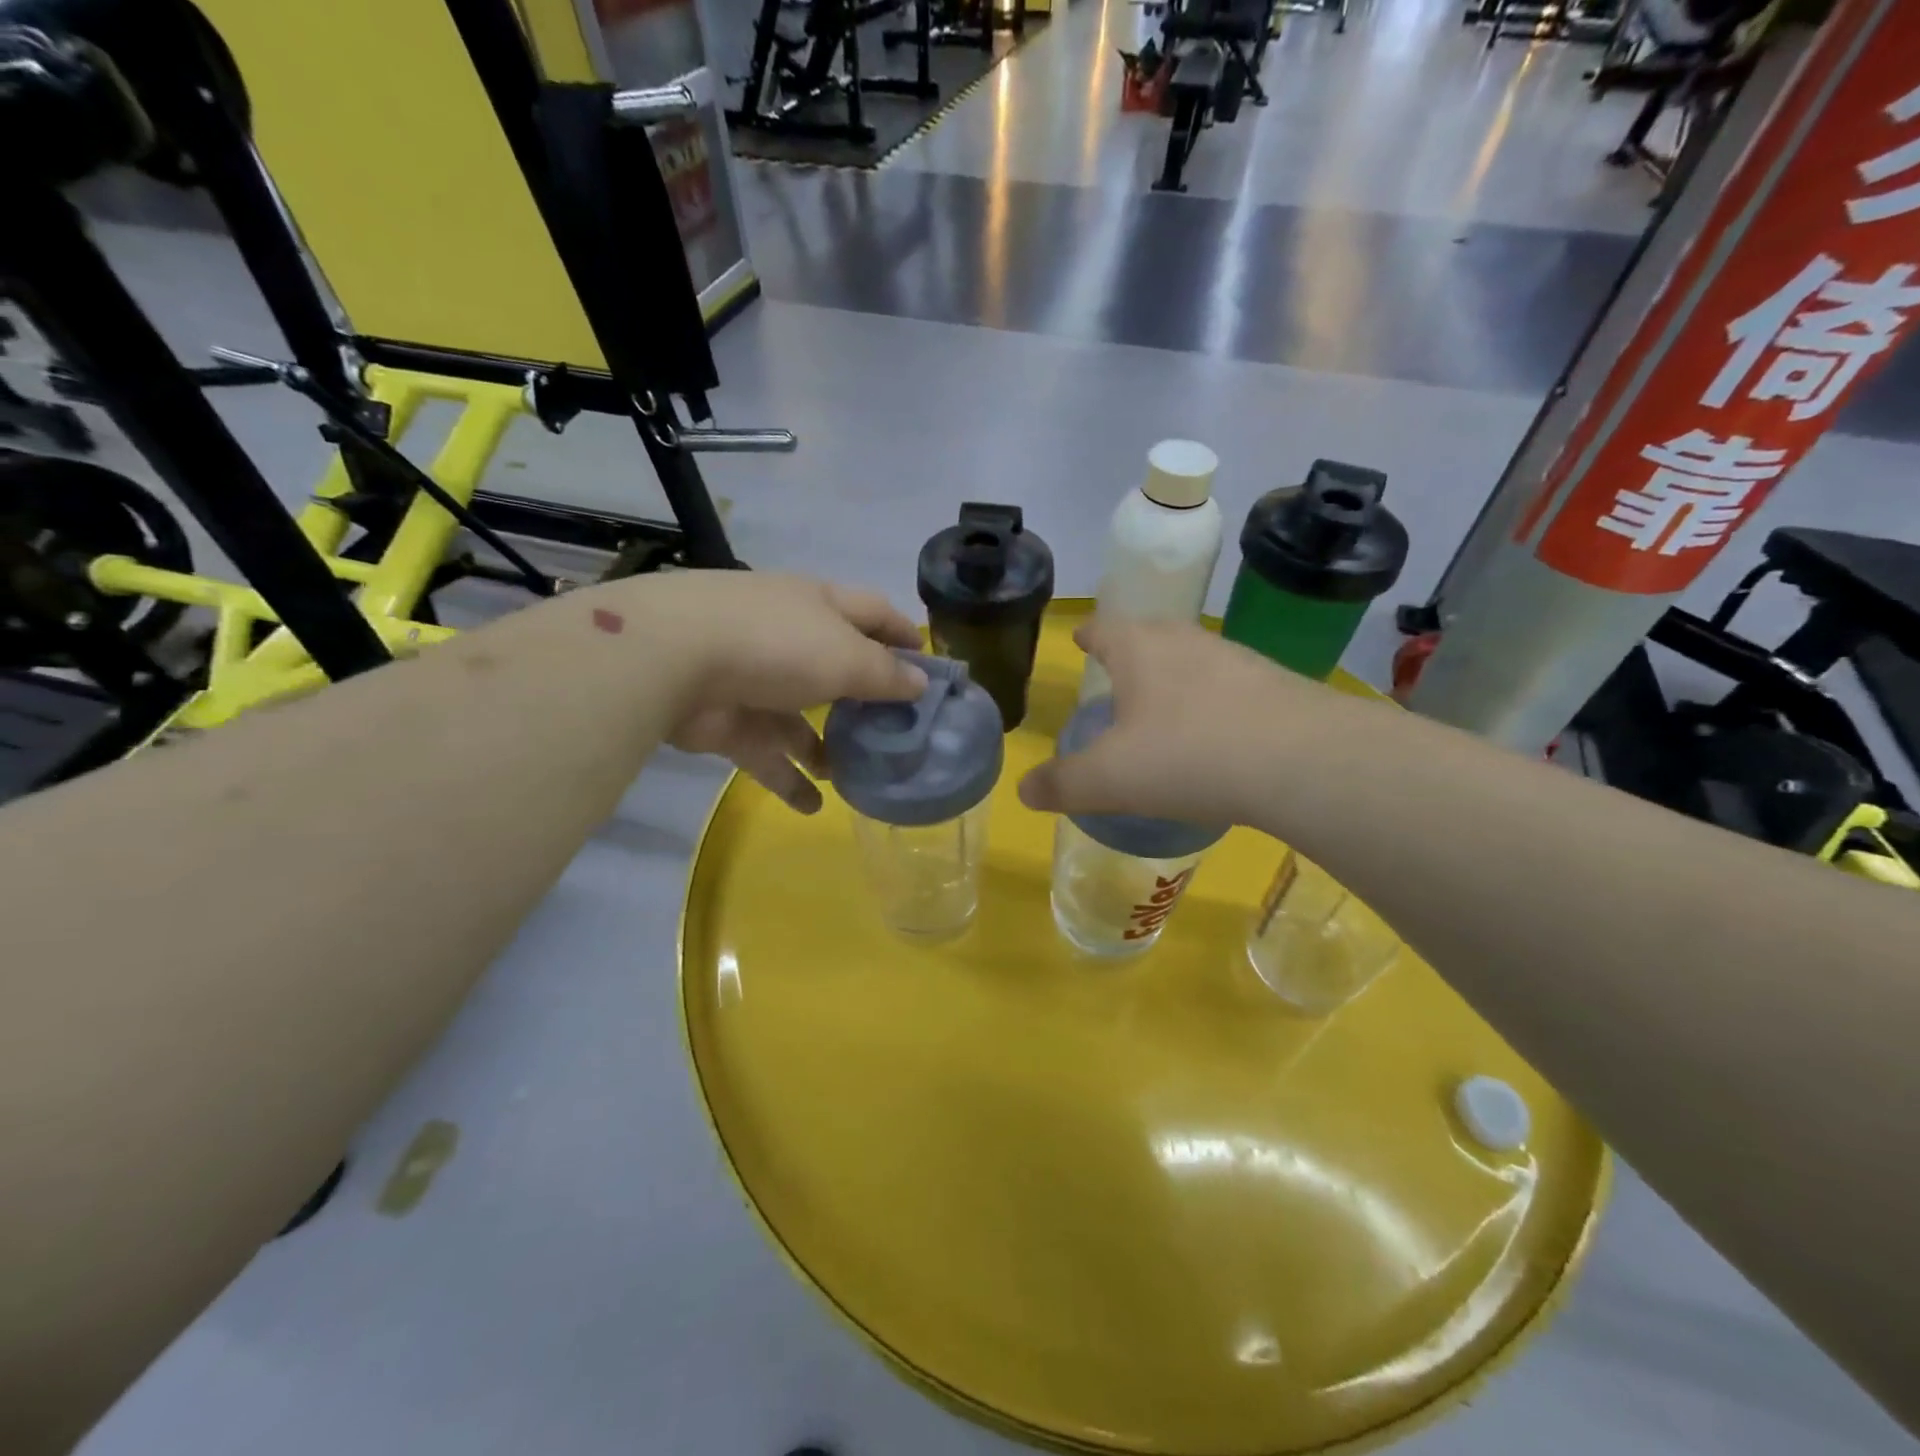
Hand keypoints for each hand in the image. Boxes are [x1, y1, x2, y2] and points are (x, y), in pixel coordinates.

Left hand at [616, 572, 927, 812]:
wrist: (672, 660)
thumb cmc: (776, 644)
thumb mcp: (846, 656)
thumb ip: (886, 675)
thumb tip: (920, 685)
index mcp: (819, 606)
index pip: (873, 613)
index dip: (903, 634)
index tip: (931, 666)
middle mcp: (788, 637)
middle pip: (838, 667)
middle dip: (865, 699)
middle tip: (898, 734)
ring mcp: (753, 680)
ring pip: (800, 718)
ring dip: (827, 747)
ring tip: (856, 776)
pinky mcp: (726, 720)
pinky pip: (767, 753)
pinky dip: (788, 778)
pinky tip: (813, 805)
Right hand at [1017, 619, 1311, 825]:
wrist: (1303, 761)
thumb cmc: (1187, 757)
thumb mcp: (1110, 779)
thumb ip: (1062, 784)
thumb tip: (1023, 791)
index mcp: (1139, 649)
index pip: (1104, 628)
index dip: (1088, 634)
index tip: (1081, 637)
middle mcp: (1186, 641)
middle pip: (1150, 634)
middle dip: (1131, 651)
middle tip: (1118, 674)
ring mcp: (1236, 659)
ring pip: (1193, 658)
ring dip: (1174, 676)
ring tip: (1164, 708)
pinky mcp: (1276, 685)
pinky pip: (1230, 686)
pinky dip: (1213, 702)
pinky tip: (1217, 735)